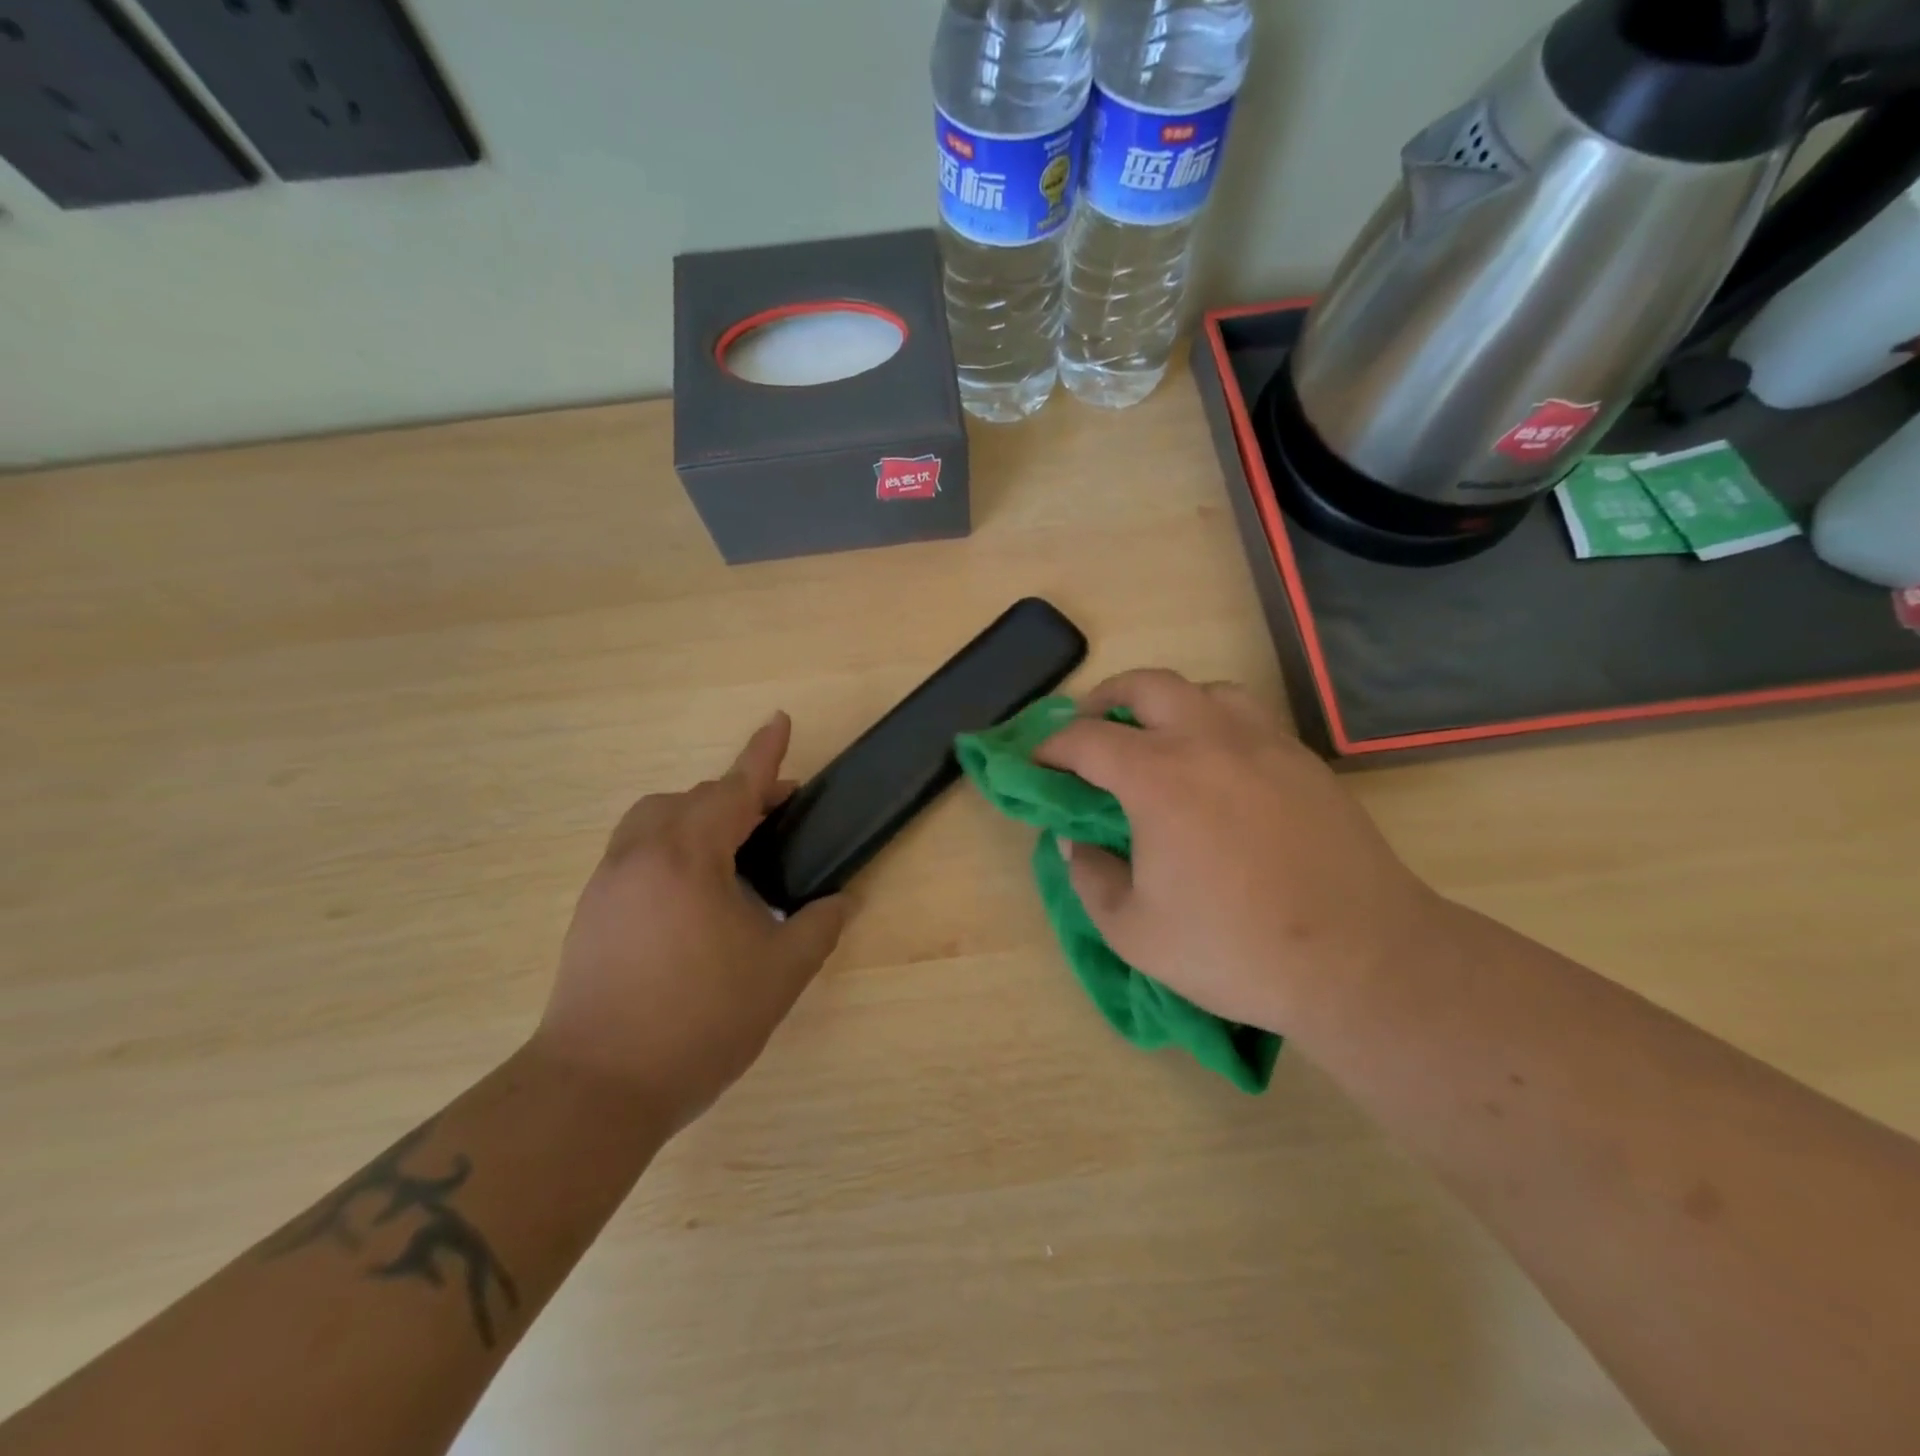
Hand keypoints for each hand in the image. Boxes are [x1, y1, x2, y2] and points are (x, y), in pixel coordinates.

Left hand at [535, 713, 847, 1131]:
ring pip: (656, 820)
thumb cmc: (698, 1022)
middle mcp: (641, 855)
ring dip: (698, 818)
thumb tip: (840, 902)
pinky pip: (637, 851)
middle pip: (693, 799)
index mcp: (688, 857)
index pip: (735, 789)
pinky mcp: (590, 911)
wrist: (595, 1088)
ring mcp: (608, 881)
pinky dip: (672, 846)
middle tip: (777, 818)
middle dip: (738, 796)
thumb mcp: (779, 975)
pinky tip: (695, 894)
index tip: (780, 719)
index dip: (764, 754)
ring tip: (733, 853)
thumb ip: (817, 927)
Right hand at [1035, 670, 1447, 1034]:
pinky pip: (1247, 717)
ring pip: (1204, 690)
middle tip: (1090, 733)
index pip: (1086, 739)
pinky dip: (1214, 724)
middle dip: (1105, 700)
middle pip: (1146, 685)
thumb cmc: (1235, 948)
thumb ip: (1090, 878)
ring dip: (1167, 704)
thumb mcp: (1134, 932)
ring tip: (1157, 741)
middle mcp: (1209, 740)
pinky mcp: (1304, 761)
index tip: (1036, 764)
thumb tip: (1075, 841)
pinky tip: (1216, 768)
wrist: (1361, 959)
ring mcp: (1264, 744)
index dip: (1050, 747)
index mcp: (1158, 777)